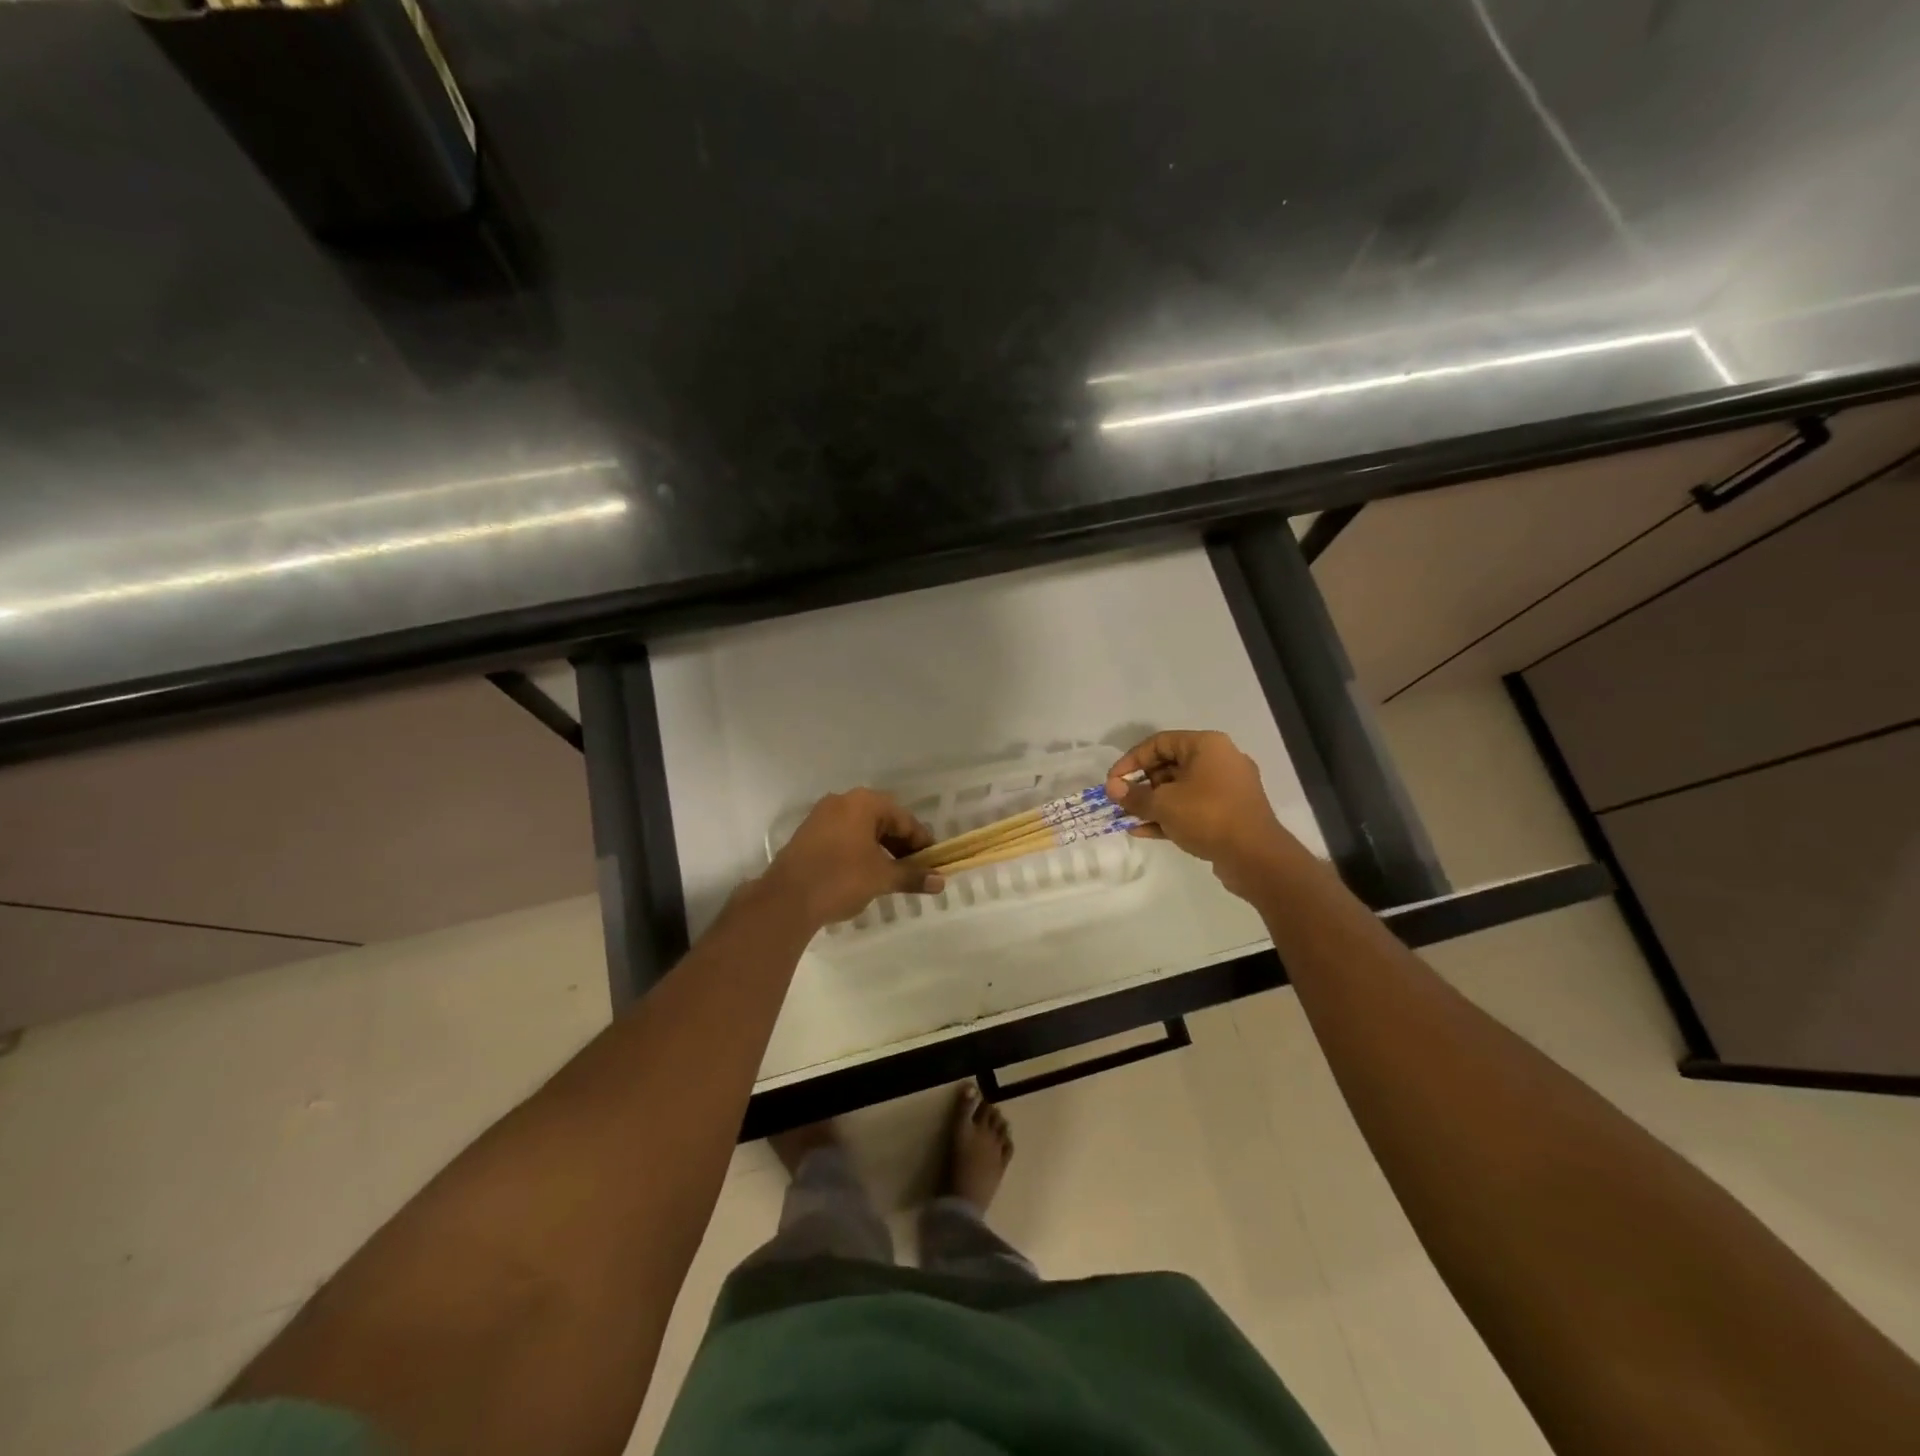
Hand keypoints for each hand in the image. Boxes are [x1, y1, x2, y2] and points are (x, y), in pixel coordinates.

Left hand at [763, 789, 943, 927]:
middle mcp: (842, 801)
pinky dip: (860, 851)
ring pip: (862, 829)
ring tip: (892, 874)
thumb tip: (940, 881)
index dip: (921, 842)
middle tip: (915, 869)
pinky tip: (865, 872)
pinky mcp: (808, 834)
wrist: (786, 899)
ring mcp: (821, 816)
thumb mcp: (882, 878)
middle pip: (883, 820)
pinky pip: (844, 836)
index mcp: (864, 803)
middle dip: (901, 845)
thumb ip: (912, 876)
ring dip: (881, 849)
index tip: (933, 863)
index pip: (904, 819)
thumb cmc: (841, 879)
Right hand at [1105, 730, 1302, 895]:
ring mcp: (1227, 788)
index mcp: (1206, 746)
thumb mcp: (1163, 804)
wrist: (1255, 856)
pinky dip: (1170, 815)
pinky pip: (1193, 807)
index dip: (1130, 761)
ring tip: (1127, 818)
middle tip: (1120, 801)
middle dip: (1141, 785)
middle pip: (1169, 765)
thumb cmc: (1207, 816)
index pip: (1159, 743)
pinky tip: (1144, 831)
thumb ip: (1134, 795)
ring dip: (1153, 803)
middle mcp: (1220, 760)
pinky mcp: (1229, 812)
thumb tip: (1112, 788)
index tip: (1112, 782)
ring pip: (1180, 789)